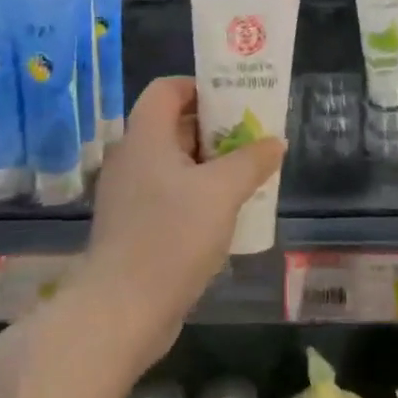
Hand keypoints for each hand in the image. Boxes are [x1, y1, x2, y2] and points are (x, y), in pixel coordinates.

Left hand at [81, 77, 284, 356]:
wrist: (122, 311)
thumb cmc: (172, 236)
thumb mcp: (223, 192)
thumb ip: (252, 161)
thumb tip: (275, 142)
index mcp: (145, 136)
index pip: (167, 88)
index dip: (201, 87)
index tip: (236, 101)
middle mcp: (131, 157)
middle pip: (173, 124)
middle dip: (215, 127)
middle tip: (252, 137)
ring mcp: (129, 193)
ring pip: (173, 162)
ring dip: (209, 163)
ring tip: (247, 174)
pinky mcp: (132, 225)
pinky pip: (168, 192)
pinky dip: (195, 192)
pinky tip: (224, 212)